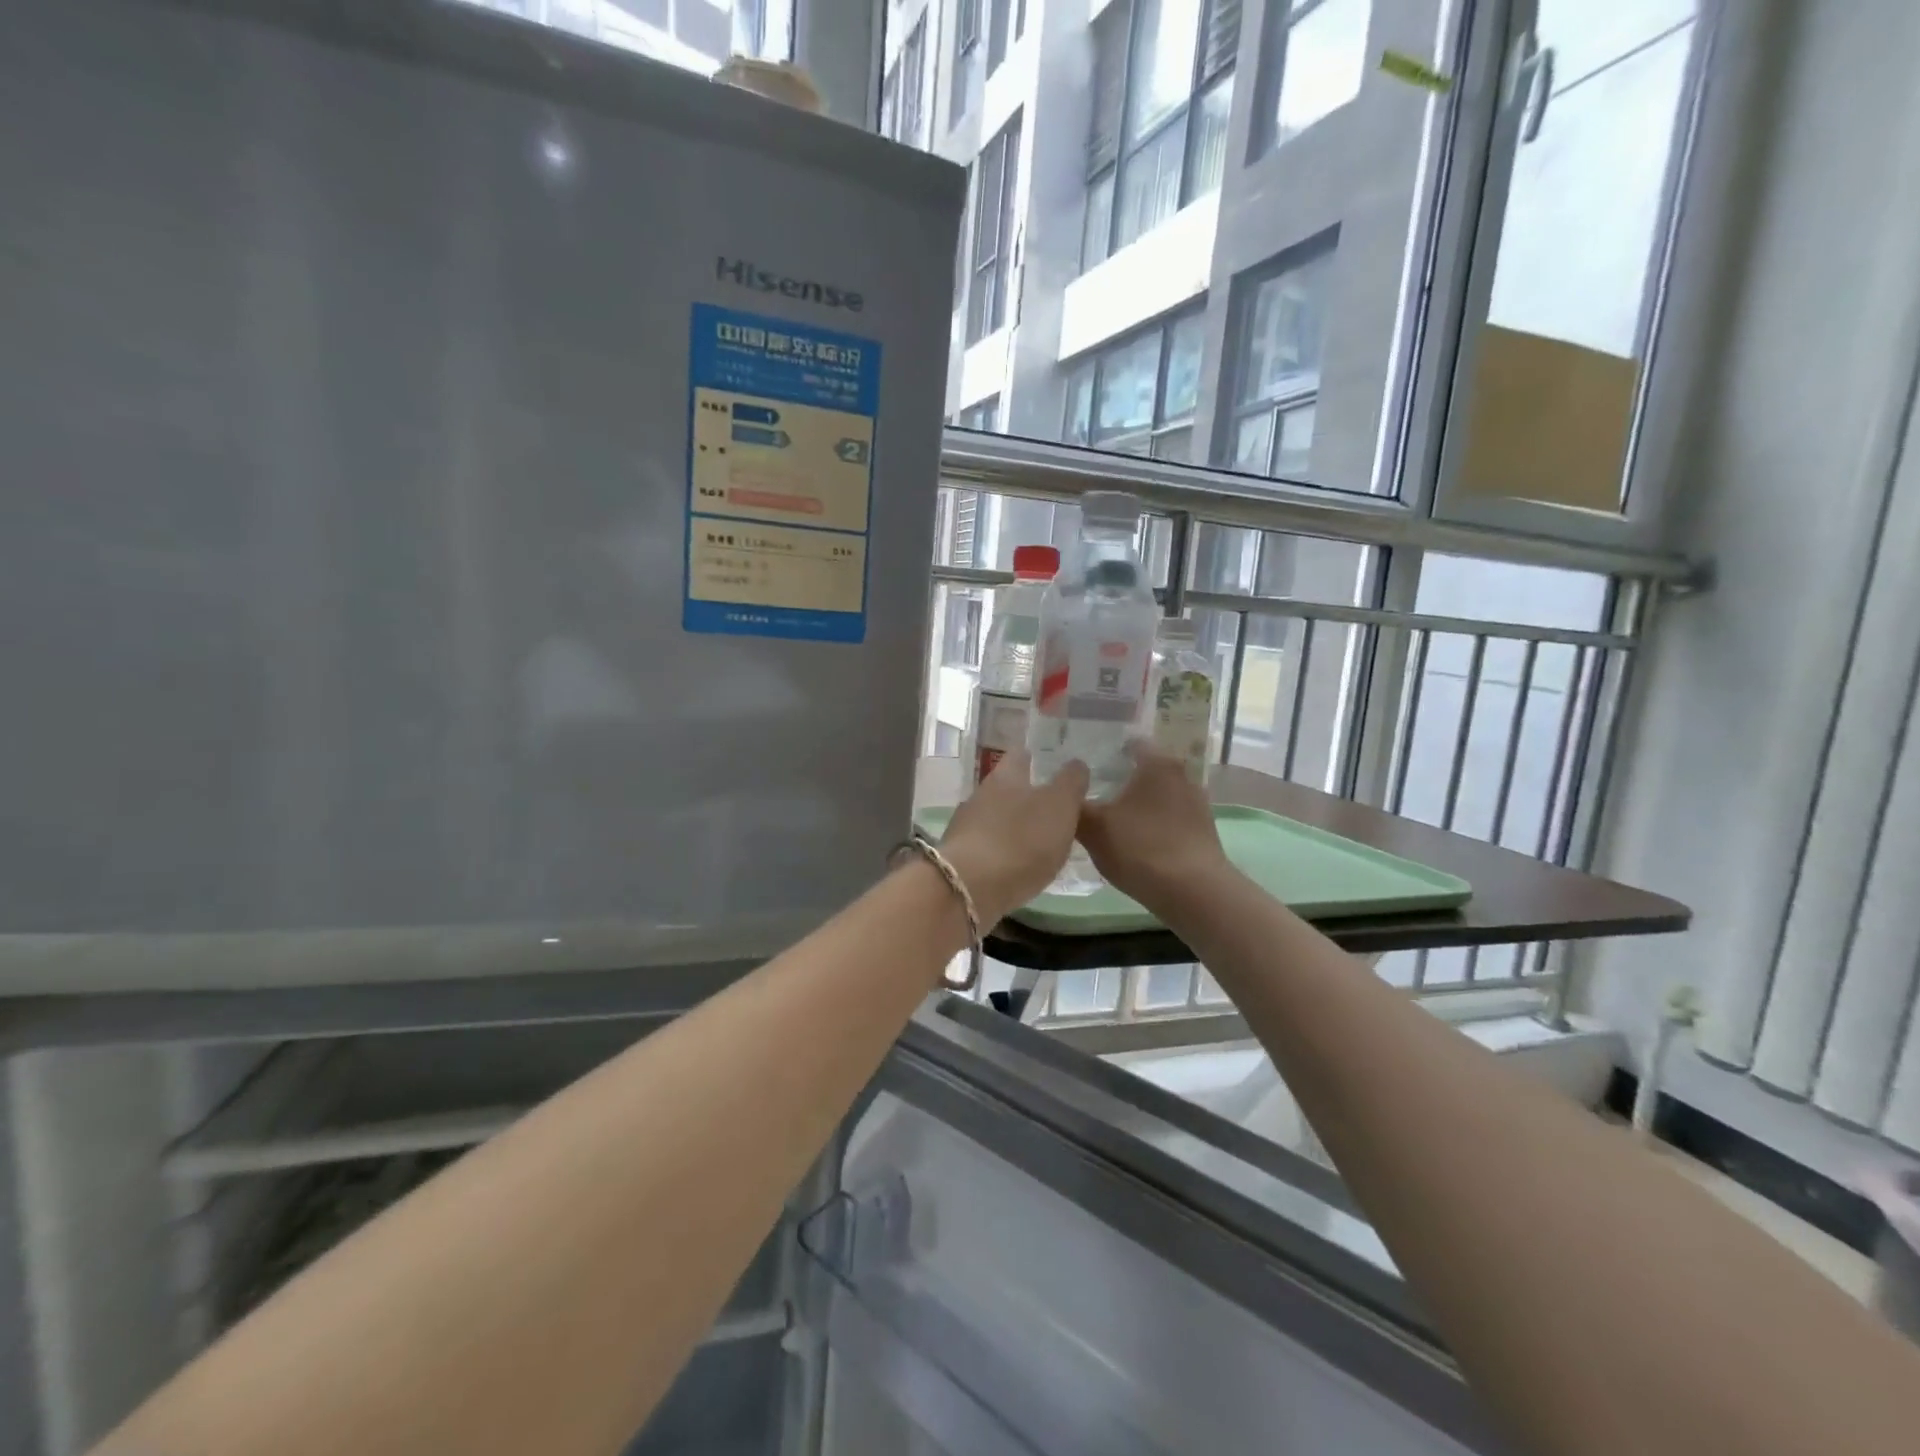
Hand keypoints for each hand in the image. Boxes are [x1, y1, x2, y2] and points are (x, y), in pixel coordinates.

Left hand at [938, 751, 1089, 924]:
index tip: (1052, 761)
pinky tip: (1019, 864)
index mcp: (1005, 776)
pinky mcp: (962, 858)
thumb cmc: (1021, 839)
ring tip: (1041, 838)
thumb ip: (1070, 783)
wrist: (969, 889)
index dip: (1037, 756)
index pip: (1020, 754)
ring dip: (1015, 824)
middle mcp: (981, 795)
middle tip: (1055, 804)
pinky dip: (1005, 850)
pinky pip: (989, 845)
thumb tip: (1076, 764)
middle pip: (1007, 786)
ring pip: (996, 816)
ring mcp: (967, 826)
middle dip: (1027, 793)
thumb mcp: (1059, 806)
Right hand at [1076, 742, 1230, 910]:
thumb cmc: (1141, 849)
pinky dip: (1152, 822)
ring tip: (1109, 818)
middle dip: (1119, 777)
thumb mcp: (1094, 828)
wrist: (1194, 893)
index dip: (1105, 751)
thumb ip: (1074, 805)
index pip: (1129, 742)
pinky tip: (1134, 841)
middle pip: (1144, 768)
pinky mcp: (1202, 829)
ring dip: (1136, 802)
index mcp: (1157, 762)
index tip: (1085, 766)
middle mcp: (1181, 774)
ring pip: (1157, 793)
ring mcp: (1196, 802)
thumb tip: (1063, 792)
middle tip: (1090, 792)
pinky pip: (1169, 816)